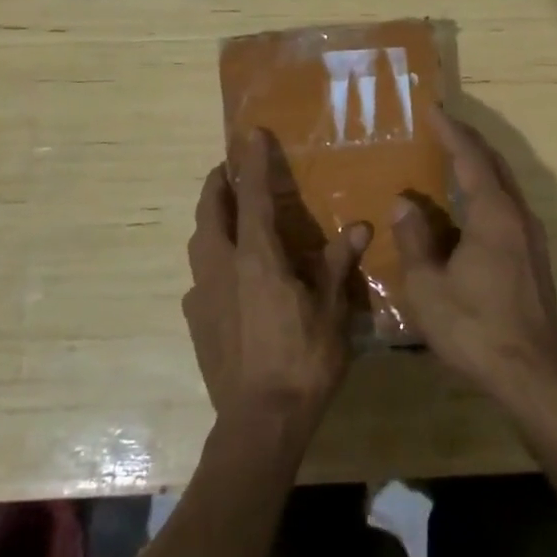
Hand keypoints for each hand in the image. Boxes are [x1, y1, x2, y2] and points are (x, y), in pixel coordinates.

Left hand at [182, 129, 370, 429]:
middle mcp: (223, 267)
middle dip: (218, 184)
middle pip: (211, 212)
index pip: (254, 196)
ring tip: (226, 214)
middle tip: (229, 169)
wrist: (259, 422)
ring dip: (210, 219)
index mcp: (257, 258)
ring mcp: (203, 295)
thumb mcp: (332, 311)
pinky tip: (226, 275)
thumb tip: (361, 226)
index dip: (253, 162)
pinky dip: (210, 260)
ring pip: (199, 243)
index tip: (250, 133)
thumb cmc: (303, 361)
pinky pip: (199, 277)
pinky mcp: (196, 321)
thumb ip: (340, 264)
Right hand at [393, 107, 556, 398]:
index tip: (433, 109)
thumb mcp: (428, 287)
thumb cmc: (474, 327)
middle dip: (469, 141)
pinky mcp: (535, 257)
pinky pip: (508, 207)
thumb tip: (404, 204)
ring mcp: (531, 237)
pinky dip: (487, 191)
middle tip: (443, 125)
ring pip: (505, 185)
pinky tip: (470, 206)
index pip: (470, 158)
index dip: (451, 131)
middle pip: (494, 164)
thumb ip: (415, 240)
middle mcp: (518, 216)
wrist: (531, 374)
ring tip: (453, 158)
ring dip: (480, 166)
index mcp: (493, 214)